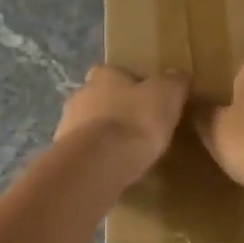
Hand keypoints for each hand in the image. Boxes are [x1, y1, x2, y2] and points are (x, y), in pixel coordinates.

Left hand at [54, 65, 190, 188]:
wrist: (99, 163)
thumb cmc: (135, 121)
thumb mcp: (167, 95)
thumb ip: (173, 82)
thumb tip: (178, 75)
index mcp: (103, 75)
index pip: (114, 72)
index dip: (130, 85)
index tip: (146, 100)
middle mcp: (80, 94)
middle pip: (99, 98)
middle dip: (115, 110)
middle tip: (138, 127)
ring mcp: (66, 125)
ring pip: (89, 126)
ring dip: (104, 135)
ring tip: (127, 152)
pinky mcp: (65, 154)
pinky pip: (86, 152)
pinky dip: (97, 158)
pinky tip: (113, 169)